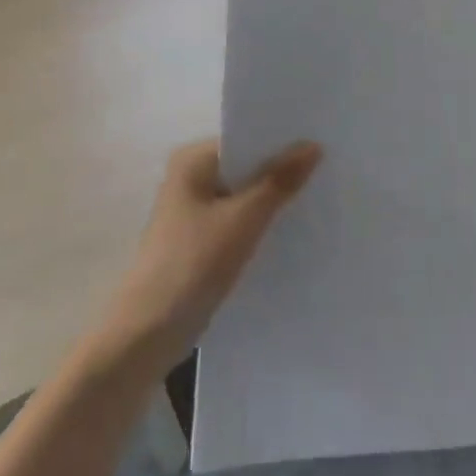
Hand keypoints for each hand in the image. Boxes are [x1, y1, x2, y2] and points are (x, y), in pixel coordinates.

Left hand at [100, 138, 319, 368]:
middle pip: (246, 167)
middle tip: (329, 172)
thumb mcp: (244, 219)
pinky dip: (260, 225)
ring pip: (244, 197)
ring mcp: (193, 212)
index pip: (246, 139)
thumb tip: (313, 145)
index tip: (323, 145)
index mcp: (192, 161)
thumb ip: (279, 181)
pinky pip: (238, 222)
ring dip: (273, 201)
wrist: (146, 335)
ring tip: (319, 199)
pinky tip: (292, 232)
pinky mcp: (199, 242)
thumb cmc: (192, 264)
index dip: (282, 143)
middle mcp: (190, 178)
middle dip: (281, 173)